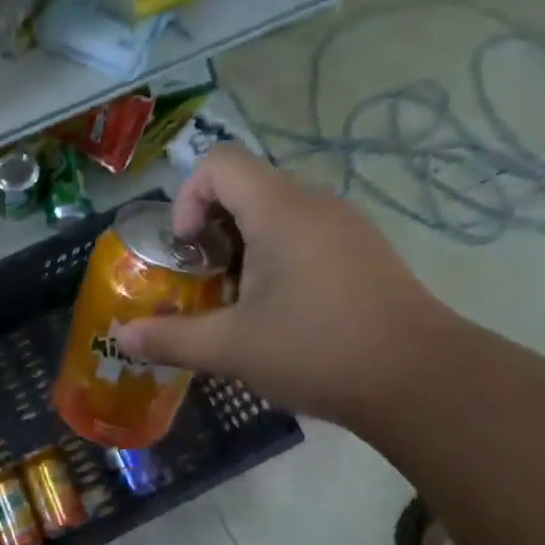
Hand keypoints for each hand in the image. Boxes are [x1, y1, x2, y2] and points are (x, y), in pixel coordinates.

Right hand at [114, 145, 449, 429]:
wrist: (422, 381)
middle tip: (209, 284)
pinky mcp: (367, 252)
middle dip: (213, 231)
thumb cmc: (318, 350)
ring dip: (246, 249)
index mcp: (279, 210)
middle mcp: (314, 203)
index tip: (189, 250)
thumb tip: (122, 336)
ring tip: (244, 304)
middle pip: (246, 188)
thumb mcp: (232, 348)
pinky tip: (287, 314)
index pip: (219, 163)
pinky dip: (280, 259)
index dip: (188, 198)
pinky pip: (308, 235)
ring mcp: (347, 226)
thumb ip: (171, 338)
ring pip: (278, 214)